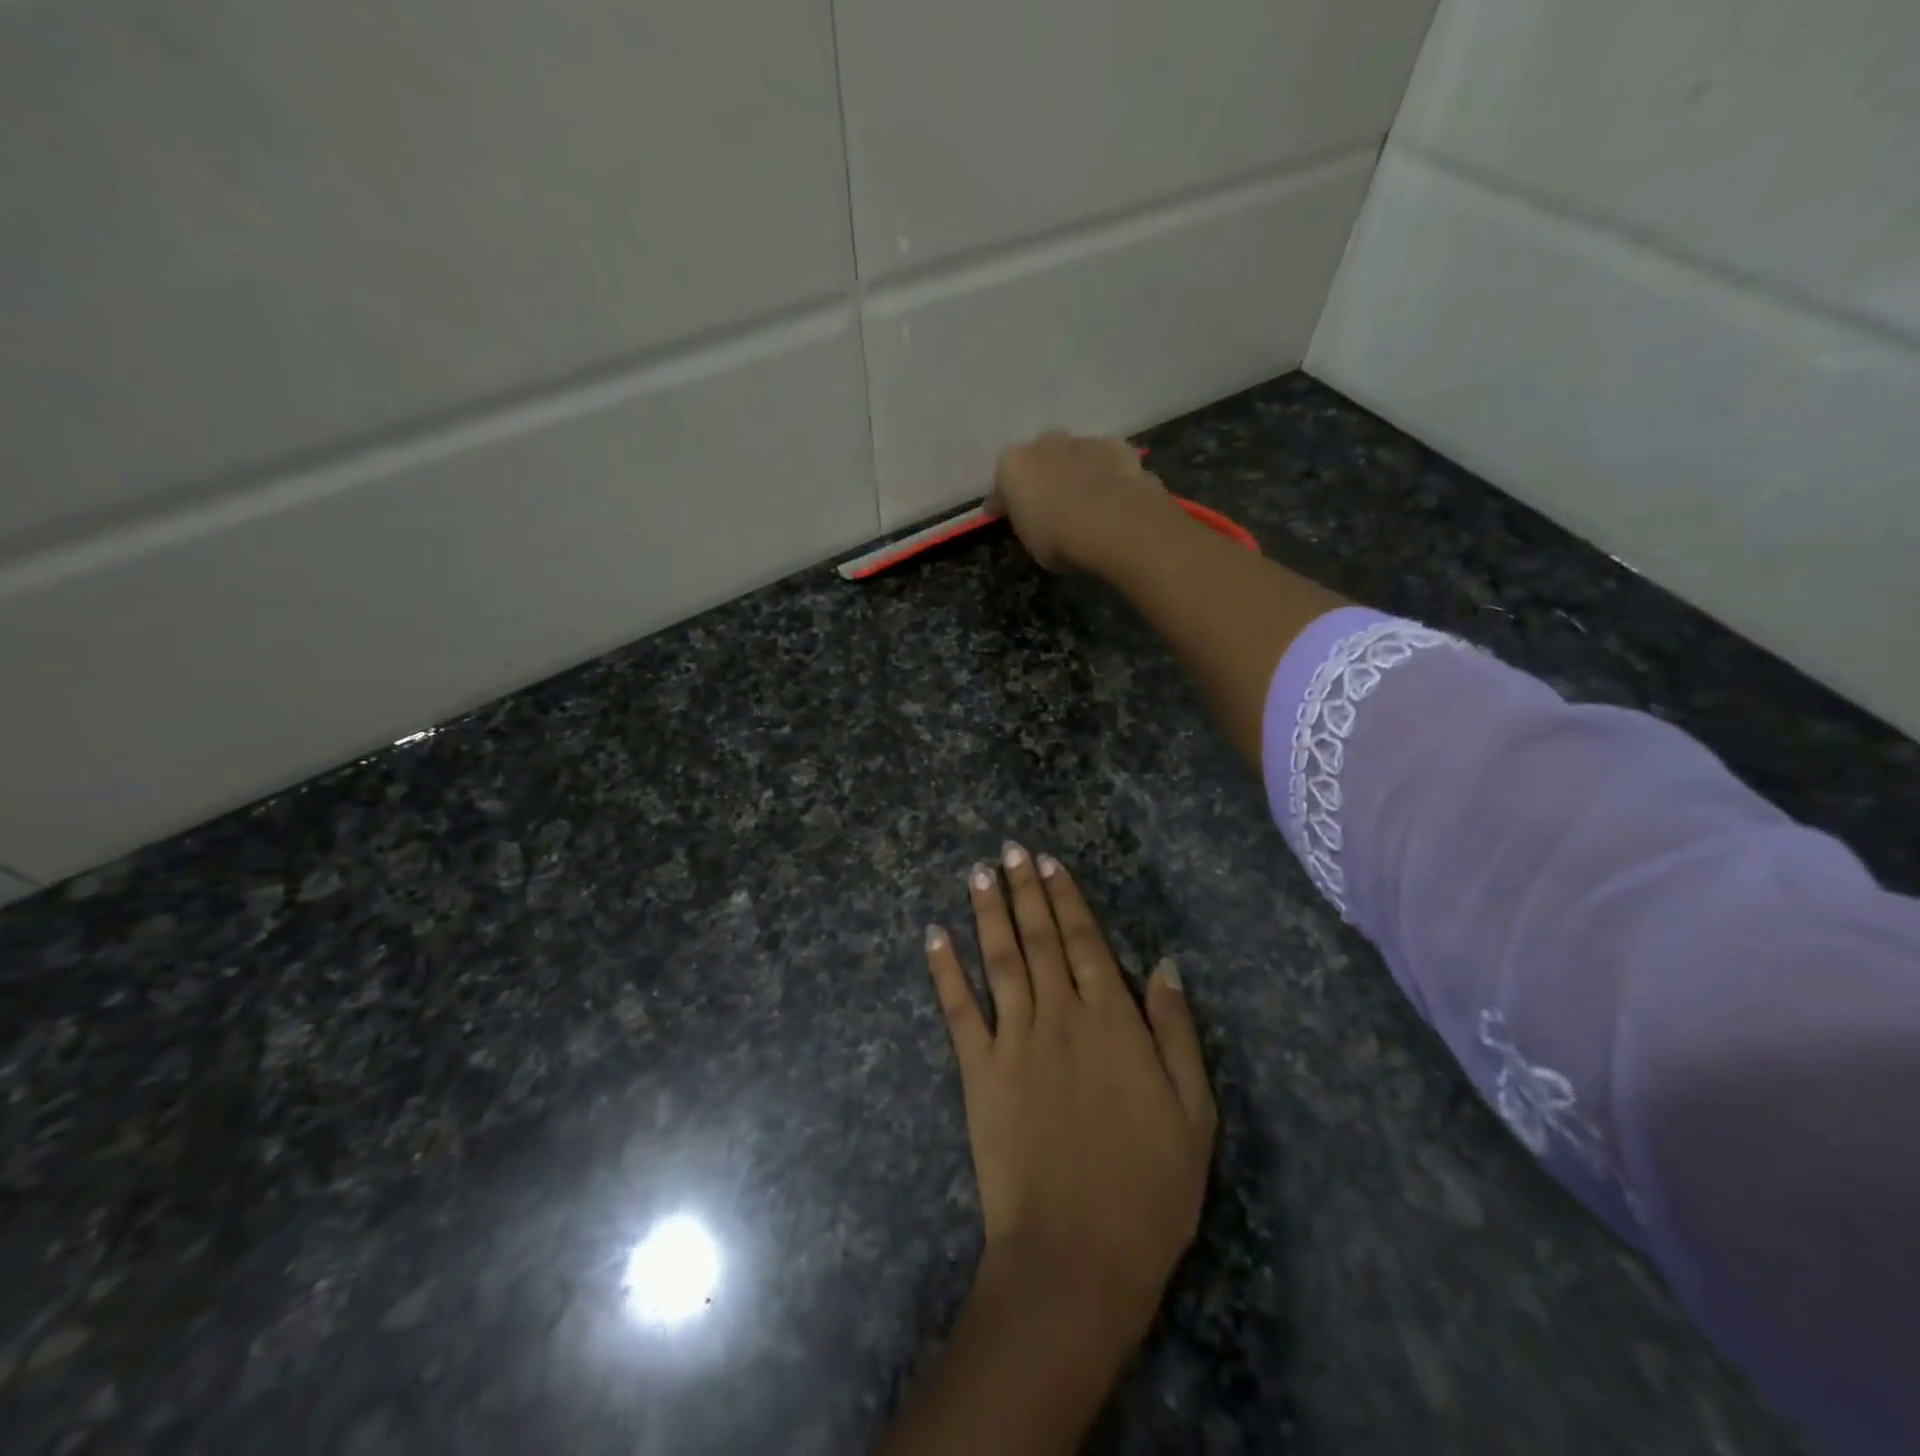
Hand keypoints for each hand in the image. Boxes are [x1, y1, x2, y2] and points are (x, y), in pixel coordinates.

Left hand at [926, 842, 1216, 1341]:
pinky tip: (933, 935)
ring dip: (987, 912)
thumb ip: (1176, 1031)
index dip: (1066, 899)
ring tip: (978, 873)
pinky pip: (958, 1009)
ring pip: (999, 959)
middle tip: (1009, 850)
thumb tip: (1166, 965)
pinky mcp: (977, 1070)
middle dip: (1024, 890)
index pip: (1085, 942)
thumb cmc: (1149, 1188)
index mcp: (1112, 1020)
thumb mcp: (1193, 1112)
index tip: (1049, 863)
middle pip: (1039, 938)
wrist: (1078, 1252)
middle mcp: (1060, 1015)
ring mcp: (1014, 1039)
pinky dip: (944, 969)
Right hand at [987, 432, 1175, 573]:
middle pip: (1037, 462)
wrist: (1112, 521)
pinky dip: (1105, 474)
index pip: (1001, 488)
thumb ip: (1027, 525)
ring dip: (1074, 473)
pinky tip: (1112, 496)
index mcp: (1011, 467)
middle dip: (1041, 479)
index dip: (1005, 506)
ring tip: (1085, 501)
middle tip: (1050, 506)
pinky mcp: (1114, 444)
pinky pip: (1103, 461)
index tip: (1008, 519)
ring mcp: (1080, 440)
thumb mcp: (1031, 543)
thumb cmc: (1058, 538)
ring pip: (1071, 456)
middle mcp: (1041, 444)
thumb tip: (1033, 522)